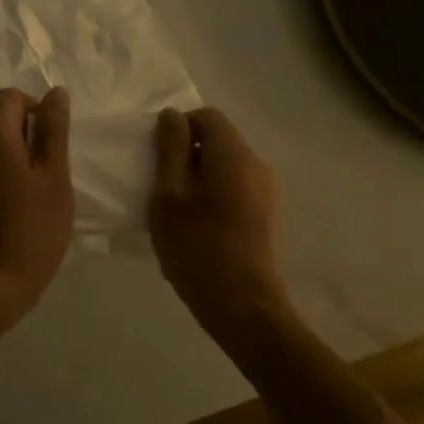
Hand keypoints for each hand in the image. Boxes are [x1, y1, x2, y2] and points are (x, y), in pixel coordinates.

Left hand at [0, 87, 74, 322]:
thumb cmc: (31, 230)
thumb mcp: (54, 178)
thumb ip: (53, 131)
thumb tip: (55, 92)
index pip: (10, 98)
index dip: (36, 110)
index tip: (53, 143)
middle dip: (27, 140)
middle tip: (50, 177)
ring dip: (13, 163)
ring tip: (34, 200)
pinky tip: (14, 216)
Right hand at [150, 107, 294, 354]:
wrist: (243, 307)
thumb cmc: (197, 248)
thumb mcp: (169, 196)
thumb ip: (170, 150)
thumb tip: (172, 115)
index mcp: (234, 154)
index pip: (206, 116)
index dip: (178, 128)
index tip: (157, 158)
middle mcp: (256, 165)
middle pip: (218, 140)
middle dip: (186, 154)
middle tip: (161, 186)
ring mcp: (266, 191)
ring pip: (225, 165)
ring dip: (197, 177)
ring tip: (176, 211)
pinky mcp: (266, 215)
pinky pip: (235, 187)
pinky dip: (213, 194)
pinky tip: (197, 227)